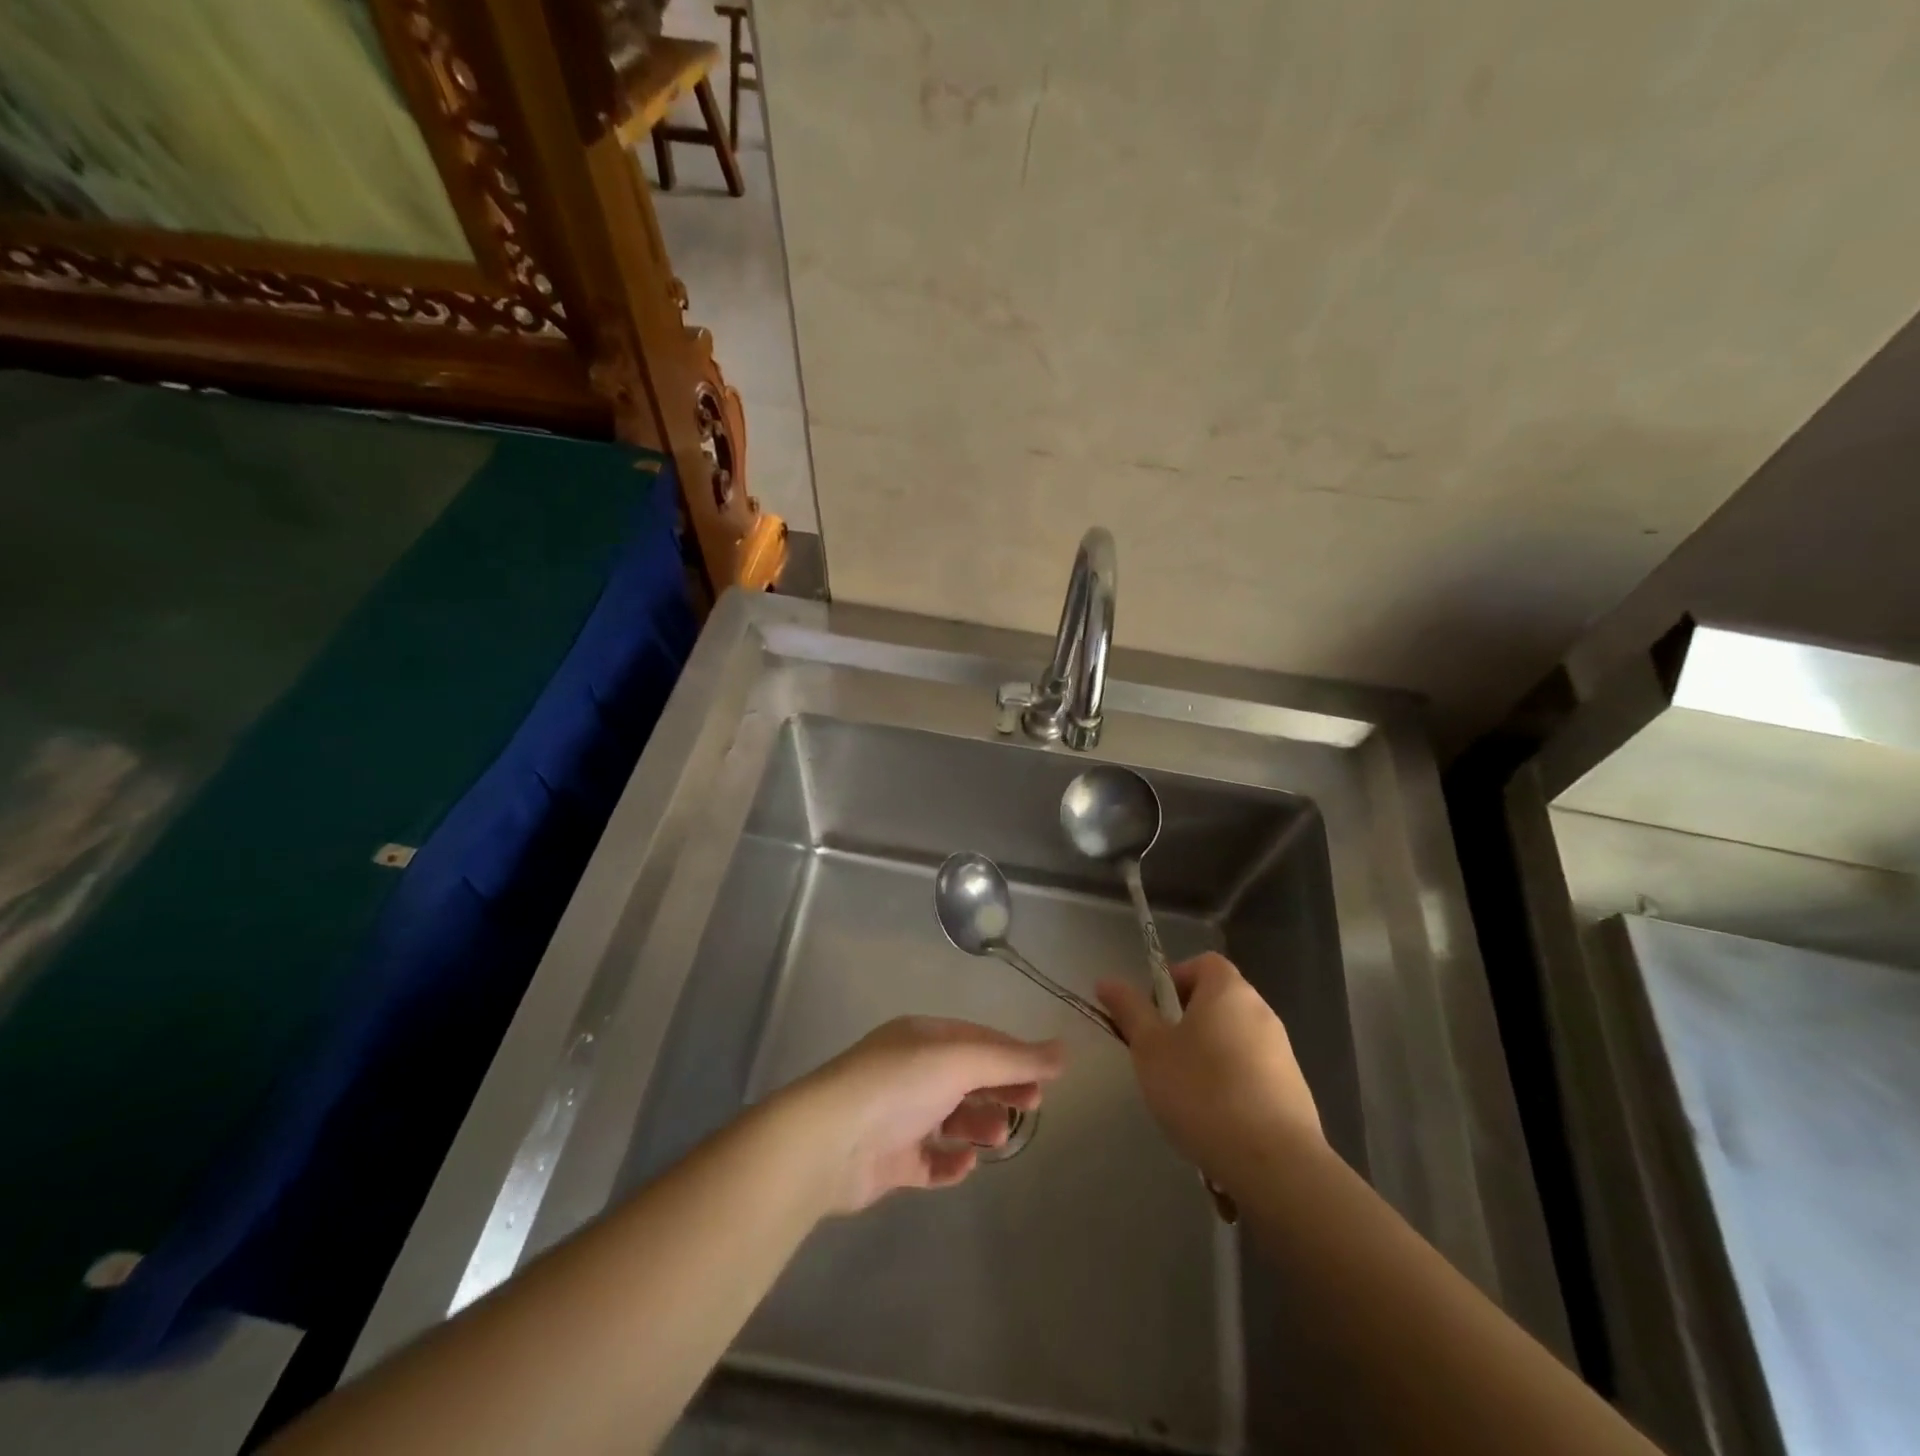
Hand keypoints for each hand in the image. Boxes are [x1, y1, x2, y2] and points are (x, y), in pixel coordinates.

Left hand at [796, 1017, 1065, 1212]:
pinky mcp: (890, 1159)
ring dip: (978, 1125)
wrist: (830, 1140)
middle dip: (1000, 1089)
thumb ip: (1014, 1059)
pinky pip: (930, 1160)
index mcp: (923, 1038)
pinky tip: (965, 1165)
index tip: (1046, 1077)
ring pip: (951, 1119)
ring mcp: (899, 1116)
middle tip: (1032, 1105)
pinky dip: (950, 1162)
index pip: (978, 1040)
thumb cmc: (900, 1084)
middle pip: (967, 1078)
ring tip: (996, 1136)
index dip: (1014, 1055)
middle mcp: (911, 1071)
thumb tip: (1066, 1051)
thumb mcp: (961, 1060)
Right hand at [1096, 953, 1321, 1183]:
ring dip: (1209, 1055)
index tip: (1154, 1013)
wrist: (1275, 1164)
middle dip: (1187, 1021)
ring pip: (1234, 1038)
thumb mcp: (1150, 1049)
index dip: (1174, 979)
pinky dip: (1232, 1084)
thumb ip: (1130, 1011)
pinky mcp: (1294, 1090)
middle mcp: (1261, 1011)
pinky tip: (1217, 1119)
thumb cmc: (1202, 1092)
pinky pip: (1253, 1072)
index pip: (1202, 963)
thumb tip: (1107, 981)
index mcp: (1228, 990)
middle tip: (1161, 1054)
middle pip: (1218, 1001)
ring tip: (1186, 1093)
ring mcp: (1283, 1052)